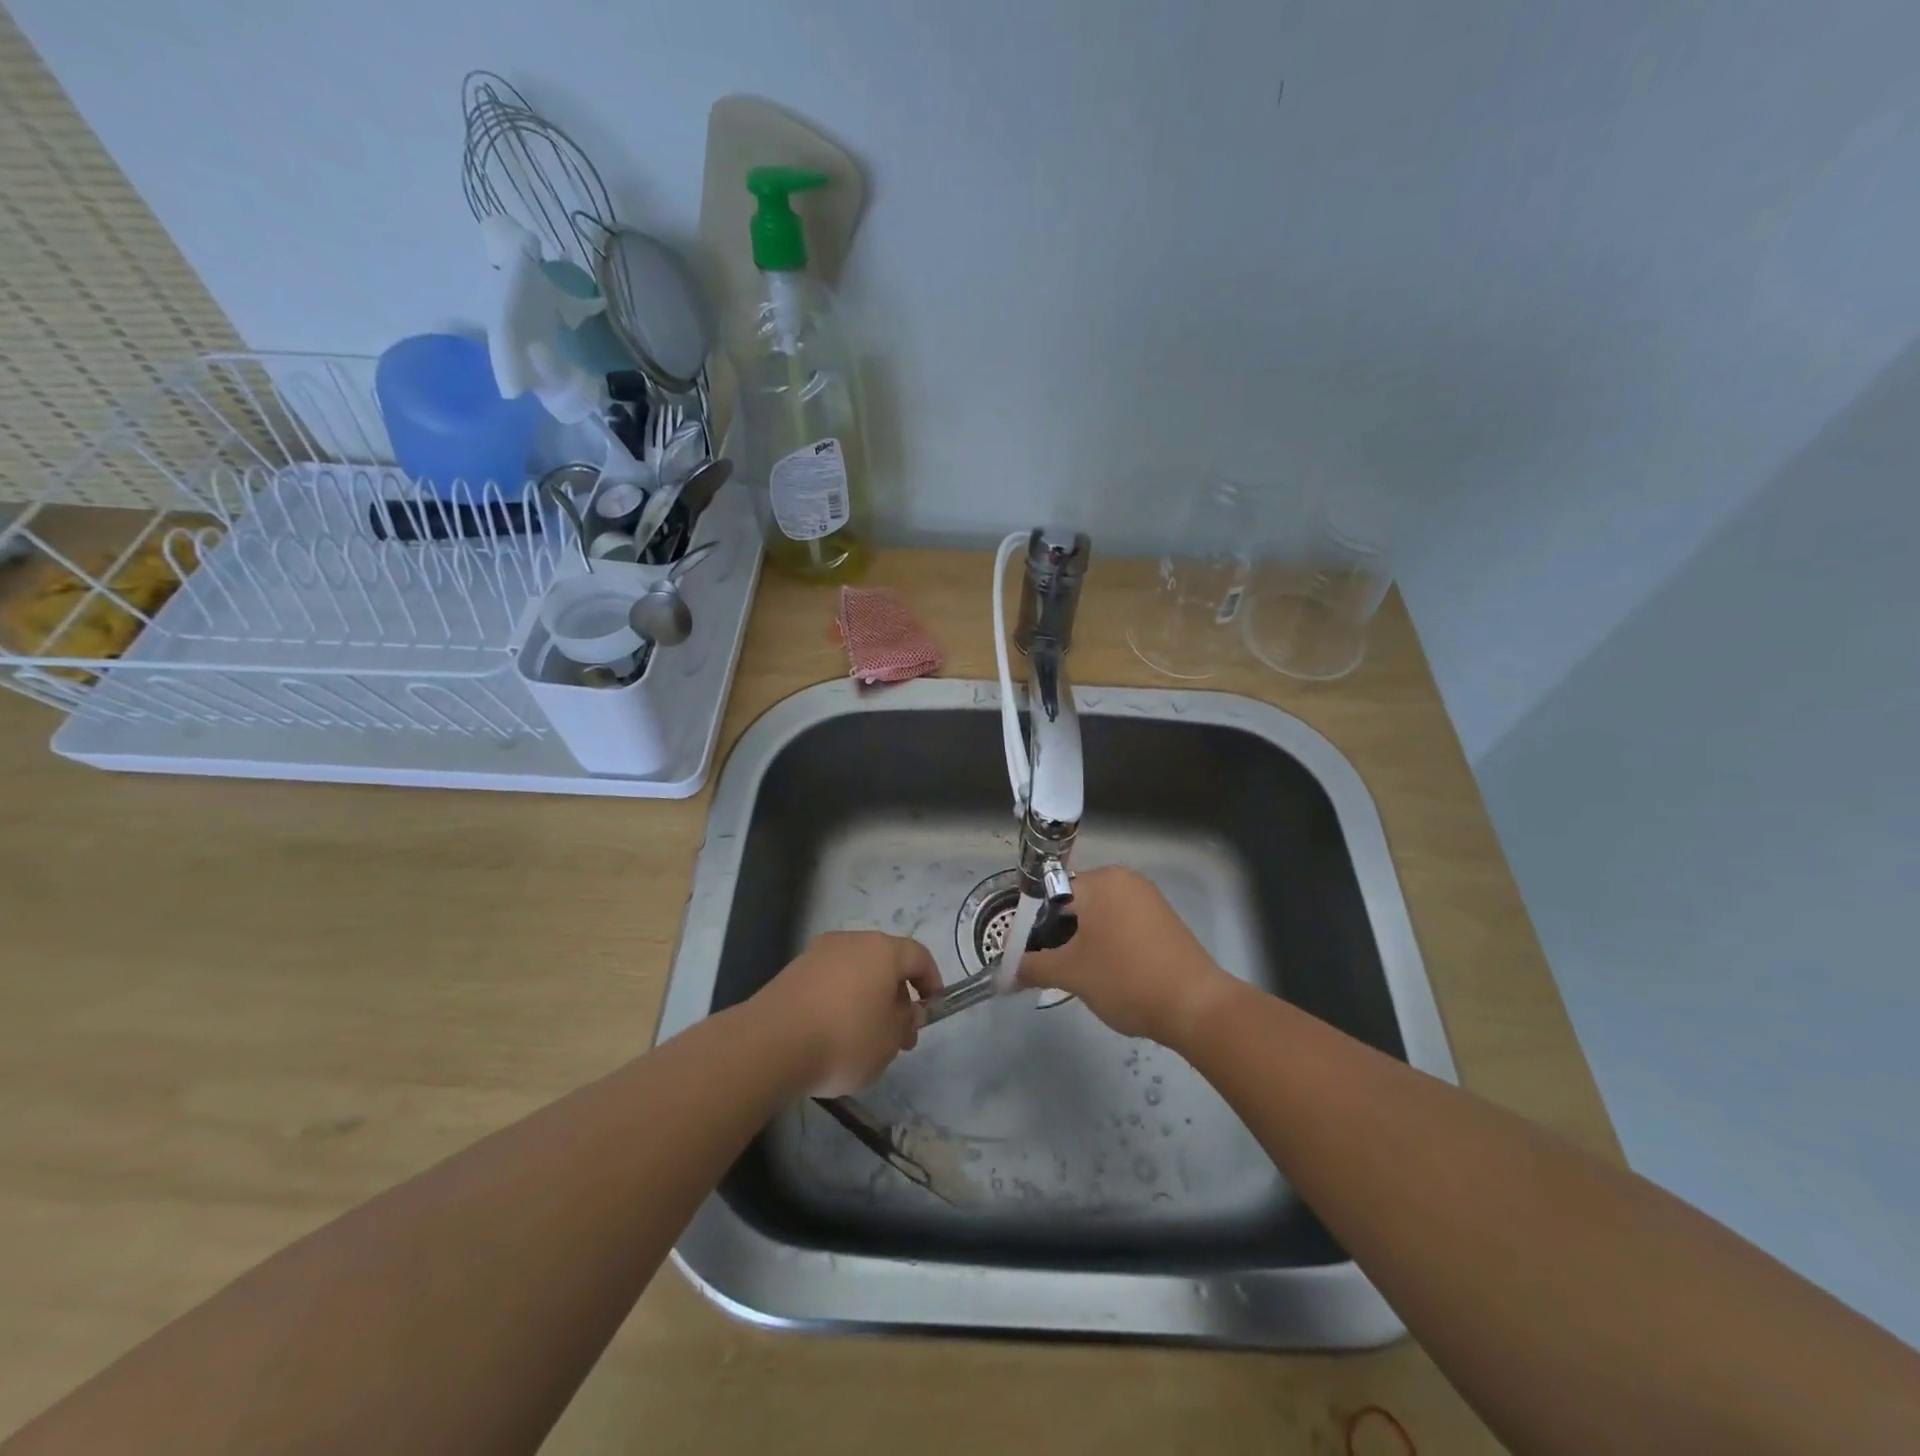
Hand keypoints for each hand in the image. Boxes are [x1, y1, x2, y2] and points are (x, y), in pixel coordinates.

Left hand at [750, 932, 944, 1096]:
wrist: (771, 1042)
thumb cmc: (844, 1038)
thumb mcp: (889, 1040)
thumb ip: (906, 1022)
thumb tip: (908, 1011)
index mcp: (883, 950)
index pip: (919, 956)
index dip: (931, 981)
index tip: (932, 1009)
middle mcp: (852, 941)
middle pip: (885, 963)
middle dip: (898, 997)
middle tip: (900, 1036)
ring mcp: (819, 953)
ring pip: (856, 972)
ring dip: (868, 1000)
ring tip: (867, 1041)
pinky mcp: (794, 971)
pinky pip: (830, 982)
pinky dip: (840, 1001)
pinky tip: (834, 1035)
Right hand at [1017, 866, 1237, 1045]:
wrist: (1196, 1006)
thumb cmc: (1125, 978)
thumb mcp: (1071, 974)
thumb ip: (1032, 967)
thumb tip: (1004, 974)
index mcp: (1100, 881)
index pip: (1048, 894)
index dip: (1029, 925)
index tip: (1022, 954)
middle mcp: (1124, 879)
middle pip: (1074, 902)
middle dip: (1056, 933)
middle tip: (1046, 967)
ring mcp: (1148, 898)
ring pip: (1098, 914)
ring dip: (1081, 939)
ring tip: (1074, 973)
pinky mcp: (1164, 919)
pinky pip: (1122, 923)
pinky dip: (1107, 941)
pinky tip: (1105, 971)